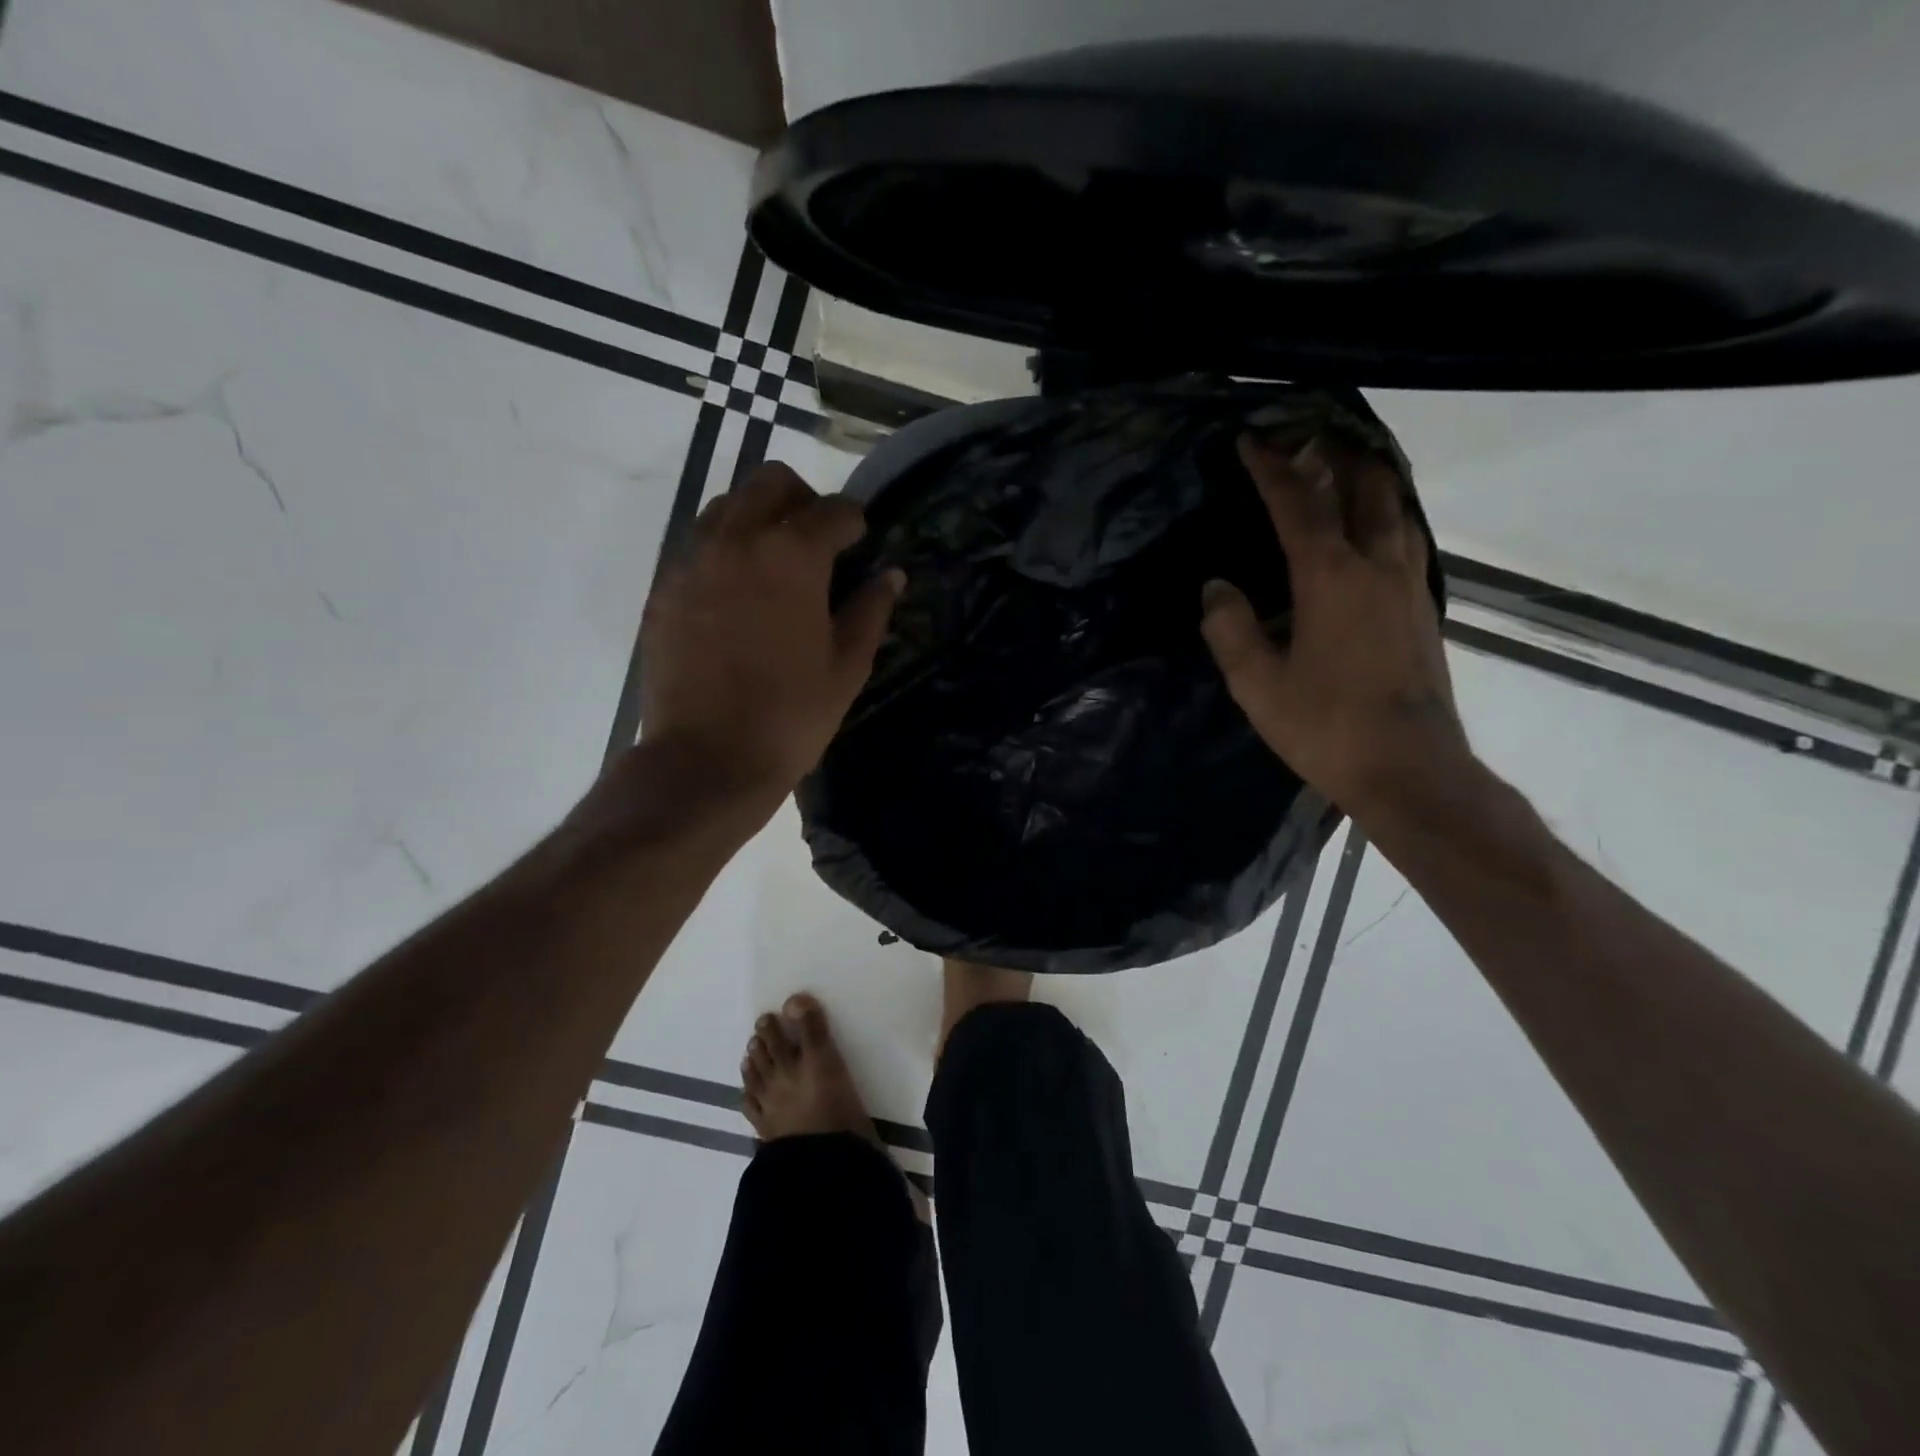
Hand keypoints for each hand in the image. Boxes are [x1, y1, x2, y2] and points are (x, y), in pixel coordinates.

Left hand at [637, 462, 903, 813]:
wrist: (706, 759)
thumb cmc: (791, 715)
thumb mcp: (846, 666)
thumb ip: (870, 610)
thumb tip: (890, 575)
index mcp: (791, 554)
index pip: (833, 510)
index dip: (855, 522)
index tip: (861, 542)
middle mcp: (736, 539)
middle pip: (771, 482)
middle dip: (804, 500)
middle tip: (819, 542)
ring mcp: (691, 560)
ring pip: (727, 506)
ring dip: (759, 519)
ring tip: (775, 566)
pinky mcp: (663, 588)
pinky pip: (697, 546)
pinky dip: (725, 552)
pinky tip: (737, 597)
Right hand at [1201, 434, 1472, 819]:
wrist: (1408, 769)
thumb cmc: (1325, 727)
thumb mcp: (1257, 684)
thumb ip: (1230, 629)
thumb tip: (1217, 588)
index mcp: (1330, 577)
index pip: (1298, 504)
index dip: (1272, 468)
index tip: (1251, 439)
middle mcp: (1377, 565)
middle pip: (1366, 486)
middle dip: (1337, 453)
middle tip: (1309, 435)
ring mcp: (1408, 585)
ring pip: (1397, 508)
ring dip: (1370, 478)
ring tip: (1345, 466)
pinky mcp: (1423, 608)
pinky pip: (1406, 538)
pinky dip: (1386, 514)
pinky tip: (1372, 529)